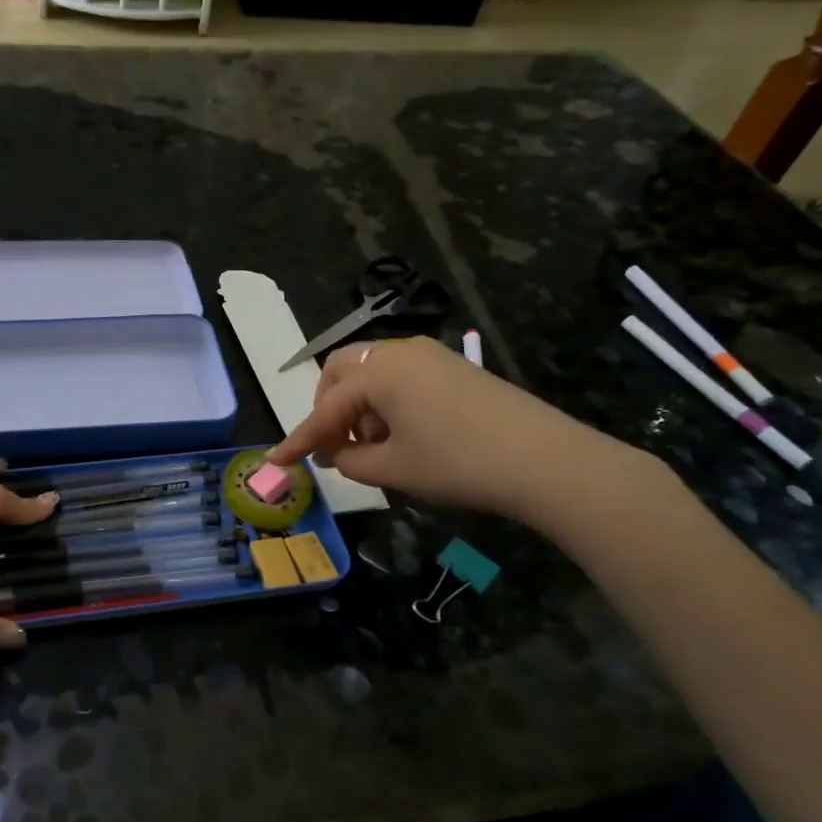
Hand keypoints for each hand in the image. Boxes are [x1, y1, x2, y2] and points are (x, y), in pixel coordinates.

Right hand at [267, 338, 631, 519]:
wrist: (545, 461)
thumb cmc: (457, 464)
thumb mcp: (392, 469)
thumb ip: (349, 460)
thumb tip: (336, 452)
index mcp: (379, 372)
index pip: (325, 408)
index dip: (299, 439)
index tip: (276, 461)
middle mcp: (401, 352)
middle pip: (342, 371)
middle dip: (329, 408)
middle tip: (335, 446)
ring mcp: (432, 356)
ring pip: (373, 373)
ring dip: (360, 407)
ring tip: (375, 448)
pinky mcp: (455, 368)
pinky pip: (402, 378)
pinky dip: (387, 403)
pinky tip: (404, 436)